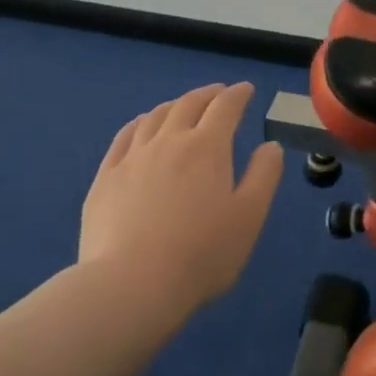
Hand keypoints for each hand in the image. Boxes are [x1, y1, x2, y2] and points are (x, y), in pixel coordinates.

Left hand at [80, 82, 285, 312]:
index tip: (247, 89)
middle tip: (218, 93)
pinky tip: (140, 126)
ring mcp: (133, 157)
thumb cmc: (201, 254)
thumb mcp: (250, 217)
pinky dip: (139, 123)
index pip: (226, 107)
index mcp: (207, 147)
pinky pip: (124, 137)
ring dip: (174, 105)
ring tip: (182, 106)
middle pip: (189, 104)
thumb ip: (264, 176)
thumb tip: (270, 146)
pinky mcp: (105, 178)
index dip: (238, 94)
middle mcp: (169, 140)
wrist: (131, 286)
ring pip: (155, 116)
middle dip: (208, 94)